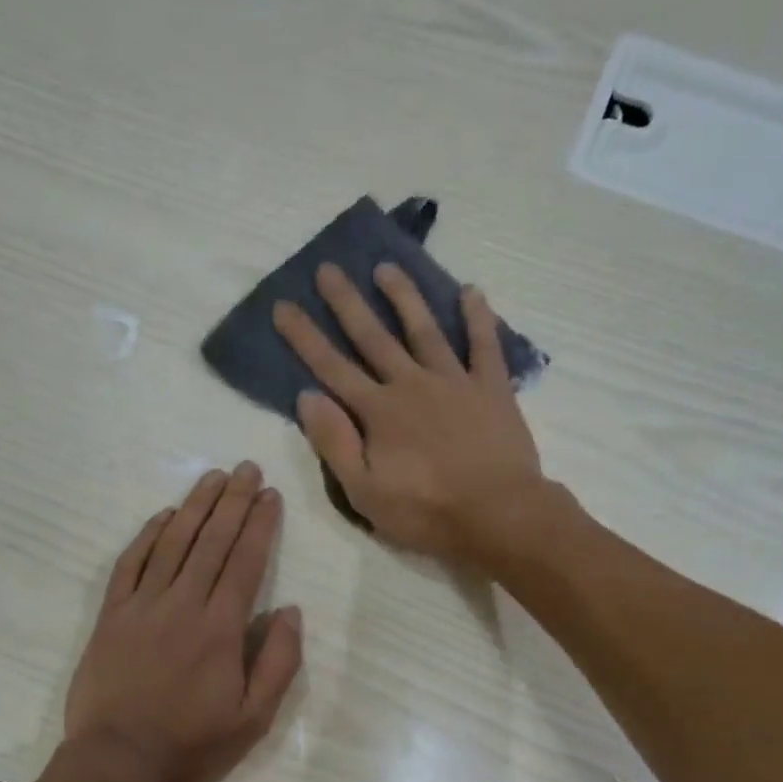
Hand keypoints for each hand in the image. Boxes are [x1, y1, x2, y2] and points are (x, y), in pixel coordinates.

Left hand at [63, 462, 303, 781]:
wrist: (116, 762)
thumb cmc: (191, 744)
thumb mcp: (254, 719)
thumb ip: (279, 663)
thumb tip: (291, 611)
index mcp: (221, 627)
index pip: (245, 561)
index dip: (259, 524)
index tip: (269, 494)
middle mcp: (183, 603)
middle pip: (212, 540)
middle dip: (232, 500)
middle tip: (246, 468)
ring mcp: (142, 605)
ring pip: (173, 542)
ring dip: (195, 506)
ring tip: (213, 476)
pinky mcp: (112, 614)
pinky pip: (131, 563)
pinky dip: (148, 535)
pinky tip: (164, 515)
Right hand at [273, 263, 546, 564]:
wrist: (499, 515)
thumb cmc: (427, 512)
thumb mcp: (364, 492)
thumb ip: (334, 443)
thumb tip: (307, 397)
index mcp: (378, 412)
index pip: (332, 368)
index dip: (305, 337)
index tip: (283, 306)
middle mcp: (411, 384)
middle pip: (373, 336)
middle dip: (347, 302)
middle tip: (328, 268)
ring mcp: (454, 382)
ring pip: (423, 330)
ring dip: (404, 297)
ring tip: (387, 266)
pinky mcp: (492, 388)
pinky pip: (484, 345)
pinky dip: (478, 317)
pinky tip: (471, 291)